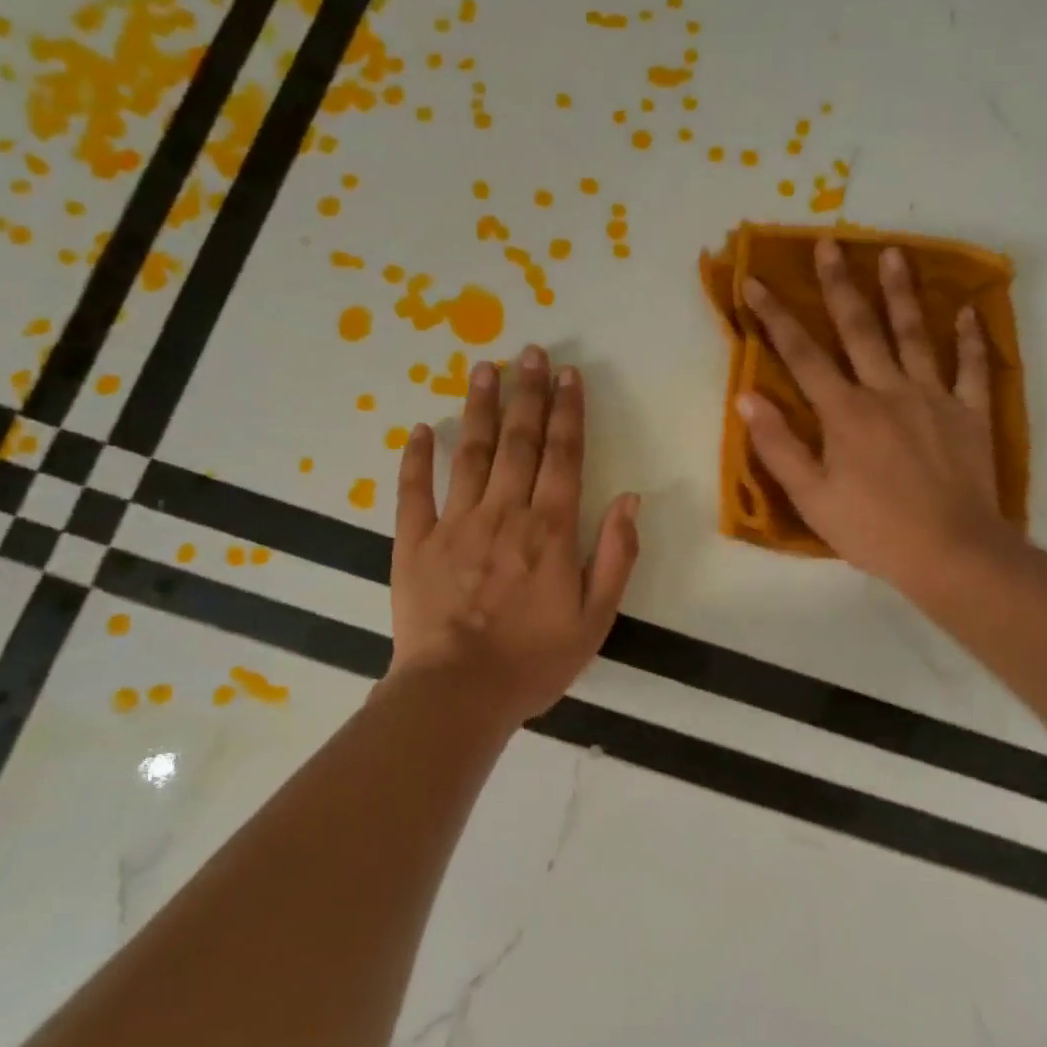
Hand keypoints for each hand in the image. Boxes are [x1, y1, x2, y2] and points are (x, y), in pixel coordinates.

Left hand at [388, 346, 639, 727]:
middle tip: (530, 352)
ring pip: (469, 452)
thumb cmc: (534, 660)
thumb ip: (616, 555)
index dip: (567, 411)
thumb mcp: (596, 617)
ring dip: (478, 407)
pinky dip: (416, 459)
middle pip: (518, 440)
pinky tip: (419, 429)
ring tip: (484, 368)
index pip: (564, 456)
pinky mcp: (415, 543)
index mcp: (551, 529)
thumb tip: (631, 499)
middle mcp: (505, 513)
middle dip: (527, 393)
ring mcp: (456, 523)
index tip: (568, 374)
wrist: (458, 694)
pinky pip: (414, 492)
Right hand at [739, 237, 1015, 597]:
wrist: (951, 551)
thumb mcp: (812, 497)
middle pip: (859, 329)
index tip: (755, 282)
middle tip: (829, 243)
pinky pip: (971, 367)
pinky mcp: (970, 413)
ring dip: (900, 292)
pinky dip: (969, 337)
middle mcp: (888, 391)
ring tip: (892, 252)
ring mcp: (934, 398)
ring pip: (914, 334)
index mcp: (845, 413)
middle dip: (839, 284)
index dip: (775, 317)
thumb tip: (747, 398)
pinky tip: (967, 310)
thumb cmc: (873, 529)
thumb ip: (779, 446)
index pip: (802, 356)